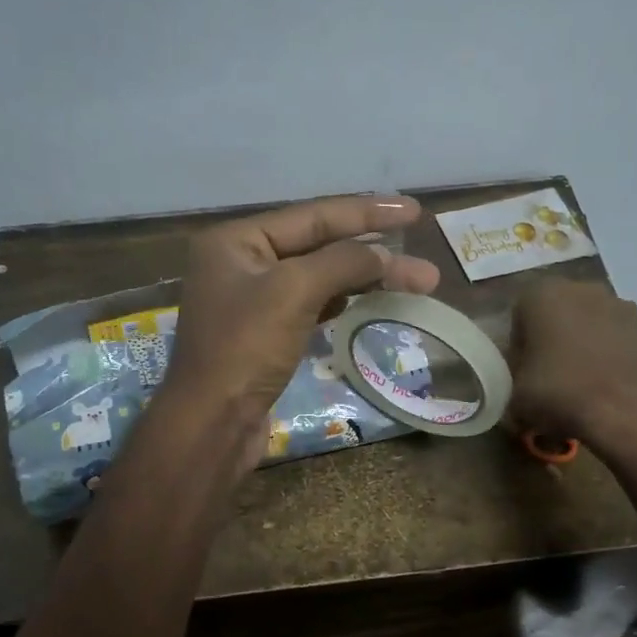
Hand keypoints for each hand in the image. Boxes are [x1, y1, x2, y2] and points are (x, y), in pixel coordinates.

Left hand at [162, 194, 441, 448]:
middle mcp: (241, 263)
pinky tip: (370, 300)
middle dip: (373, 252)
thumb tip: (384, 254)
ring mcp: (253, 302)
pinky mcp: (265, 336)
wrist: (212, 424)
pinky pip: (311, 305)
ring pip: (319, 278)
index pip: (312, 216)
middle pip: (318, 246)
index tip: (414, 212)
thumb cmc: (245, 349)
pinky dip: (343, 301)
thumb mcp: (293, 292)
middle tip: (424, 262)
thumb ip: (342, 262)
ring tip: (414, 282)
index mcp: (236, 240)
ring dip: (364, 280)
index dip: (367, 212)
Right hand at [506, 280, 636, 448]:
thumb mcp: (515, 397)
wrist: (629, 409)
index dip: (517, 350)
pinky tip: (604, 388)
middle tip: (546, 380)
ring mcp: (617, 304)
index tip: (521, 376)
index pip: (517, 320)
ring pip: (587, 327)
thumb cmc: (560, 392)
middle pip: (554, 317)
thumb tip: (522, 391)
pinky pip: (614, 340)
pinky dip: (607, 358)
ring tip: (578, 387)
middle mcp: (580, 288)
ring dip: (581, 349)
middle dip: (550, 343)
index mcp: (540, 294)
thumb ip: (513, 384)